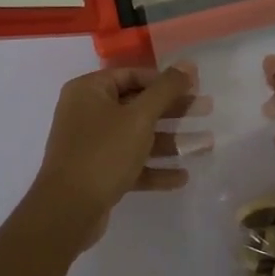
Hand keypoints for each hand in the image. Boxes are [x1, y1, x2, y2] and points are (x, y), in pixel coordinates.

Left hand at [33, 64, 206, 246]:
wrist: (67, 211)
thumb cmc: (103, 153)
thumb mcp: (139, 117)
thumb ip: (166, 89)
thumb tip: (188, 64)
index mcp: (89, 90)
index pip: (133, 75)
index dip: (165, 80)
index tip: (194, 87)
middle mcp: (87, 112)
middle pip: (138, 105)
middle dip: (174, 111)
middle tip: (207, 110)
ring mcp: (91, 144)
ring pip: (137, 137)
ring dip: (170, 141)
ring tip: (207, 145)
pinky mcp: (97, 173)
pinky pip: (130, 163)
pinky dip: (154, 168)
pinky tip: (182, 177)